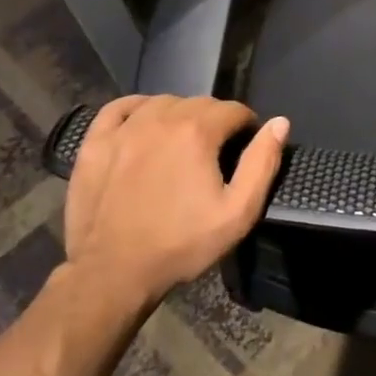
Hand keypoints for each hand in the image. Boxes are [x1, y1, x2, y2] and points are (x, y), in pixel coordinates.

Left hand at [62, 95, 288, 308]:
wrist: (113, 273)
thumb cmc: (181, 244)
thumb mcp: (238, 212)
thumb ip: (262, 163)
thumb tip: (280, 123)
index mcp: (197, 132)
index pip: (234, 109)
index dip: (247, 126)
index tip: (246, 148)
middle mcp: (160, 119)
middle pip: (199, 103)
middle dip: (215, 120)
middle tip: (216, 152)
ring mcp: (123, 129)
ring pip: (163, 102)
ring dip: (180, 114)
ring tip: (183, 142)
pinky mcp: (95, 143)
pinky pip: (120, 107)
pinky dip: (138, 108)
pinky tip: (144, 122)